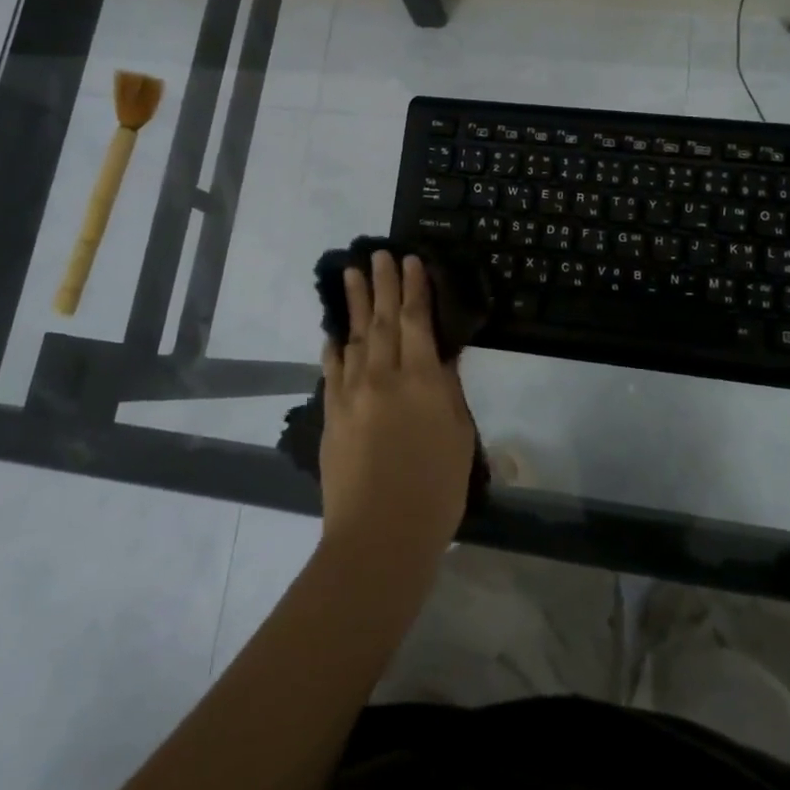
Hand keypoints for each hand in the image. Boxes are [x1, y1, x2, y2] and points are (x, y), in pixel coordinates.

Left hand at [318, 251, 476, 572]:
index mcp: (422, 380)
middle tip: (379, 254)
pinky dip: (333, 346)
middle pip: (382, 320)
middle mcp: (384, 376)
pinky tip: (333, 332)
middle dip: (382, 284)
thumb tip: (441, 356)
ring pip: (353, 336)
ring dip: (353, 303)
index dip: (414, 288)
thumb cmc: (435, 491)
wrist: (379, 536)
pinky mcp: (331, 413)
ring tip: (352, 273)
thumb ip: (448, 391)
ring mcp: (352, 393)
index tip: (410, 261)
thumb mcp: (458, 437)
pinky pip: (331, 369)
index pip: (416, 321)